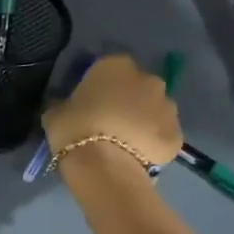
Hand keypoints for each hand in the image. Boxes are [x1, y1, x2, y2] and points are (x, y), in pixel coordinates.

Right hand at [43, 54, 182, 168]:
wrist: (104, 166)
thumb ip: (65, 104)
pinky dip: (153, 142)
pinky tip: (136, 157)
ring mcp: (168, 106)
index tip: (89, 102)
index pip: (108, 68)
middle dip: (127, 100)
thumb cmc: (75, 129)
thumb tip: (67, 107)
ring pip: (154, 109)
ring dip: (143, 120)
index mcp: (116, 66)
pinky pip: (163, 134)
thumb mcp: (56, 112)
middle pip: (137, 87)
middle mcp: (147, 79)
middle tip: (108, 122)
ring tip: (124, 142)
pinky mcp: (177, 134)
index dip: (99, 86)